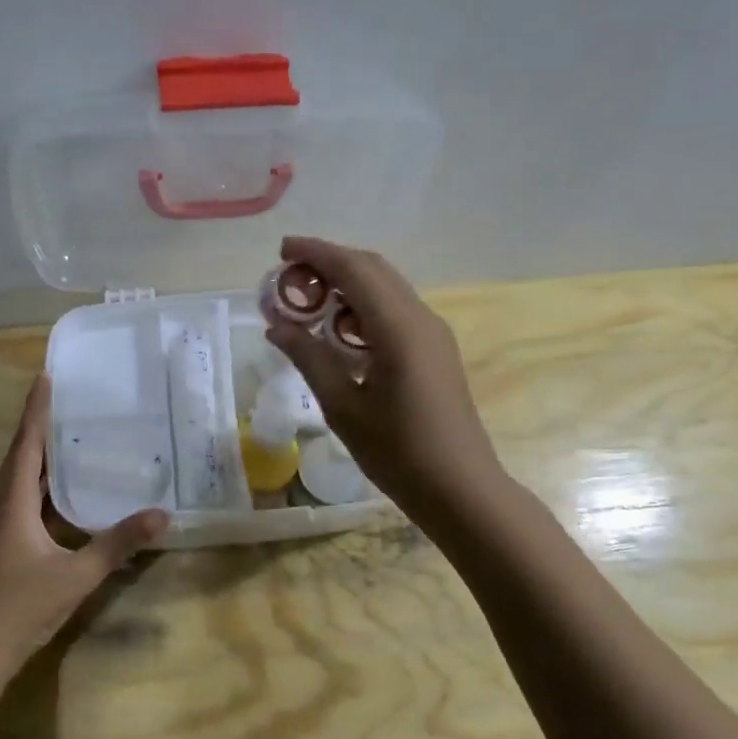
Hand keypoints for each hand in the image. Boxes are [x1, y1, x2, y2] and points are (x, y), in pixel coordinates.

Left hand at [0, 374, 167, 680]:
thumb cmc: (19, 606)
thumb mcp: (76, 575)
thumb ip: (117, 545)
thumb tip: (161, 515)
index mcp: (13, 504)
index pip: (26, 446)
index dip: (36, 411)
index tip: (46, 377)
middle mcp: (3, 509)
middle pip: (22, 459)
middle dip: (42, 429)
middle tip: (70, 403)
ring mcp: (1, 530)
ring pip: (23, 483)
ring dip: (43, 459)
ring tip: (72, 439)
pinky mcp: (5, 548)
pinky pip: (27, 504)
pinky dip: (46, 489)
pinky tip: (67, 496)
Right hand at [265, 236, 505, 518]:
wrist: (461, 489)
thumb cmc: (398, 452)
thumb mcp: (343, 407)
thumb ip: (309, 358)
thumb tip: (277, 325)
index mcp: (398, 328)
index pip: (354, 269)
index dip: (316, 252)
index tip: (281, 249)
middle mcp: (421, 318)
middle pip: (373, 269)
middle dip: (330, 261)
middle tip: (289, 274)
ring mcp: (433, 333)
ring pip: (387, 287)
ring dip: (348, 282)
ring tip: (308, 300)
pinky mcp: (436, 350)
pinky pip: (396, 309)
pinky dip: (364, 305)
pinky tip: (340, 329)